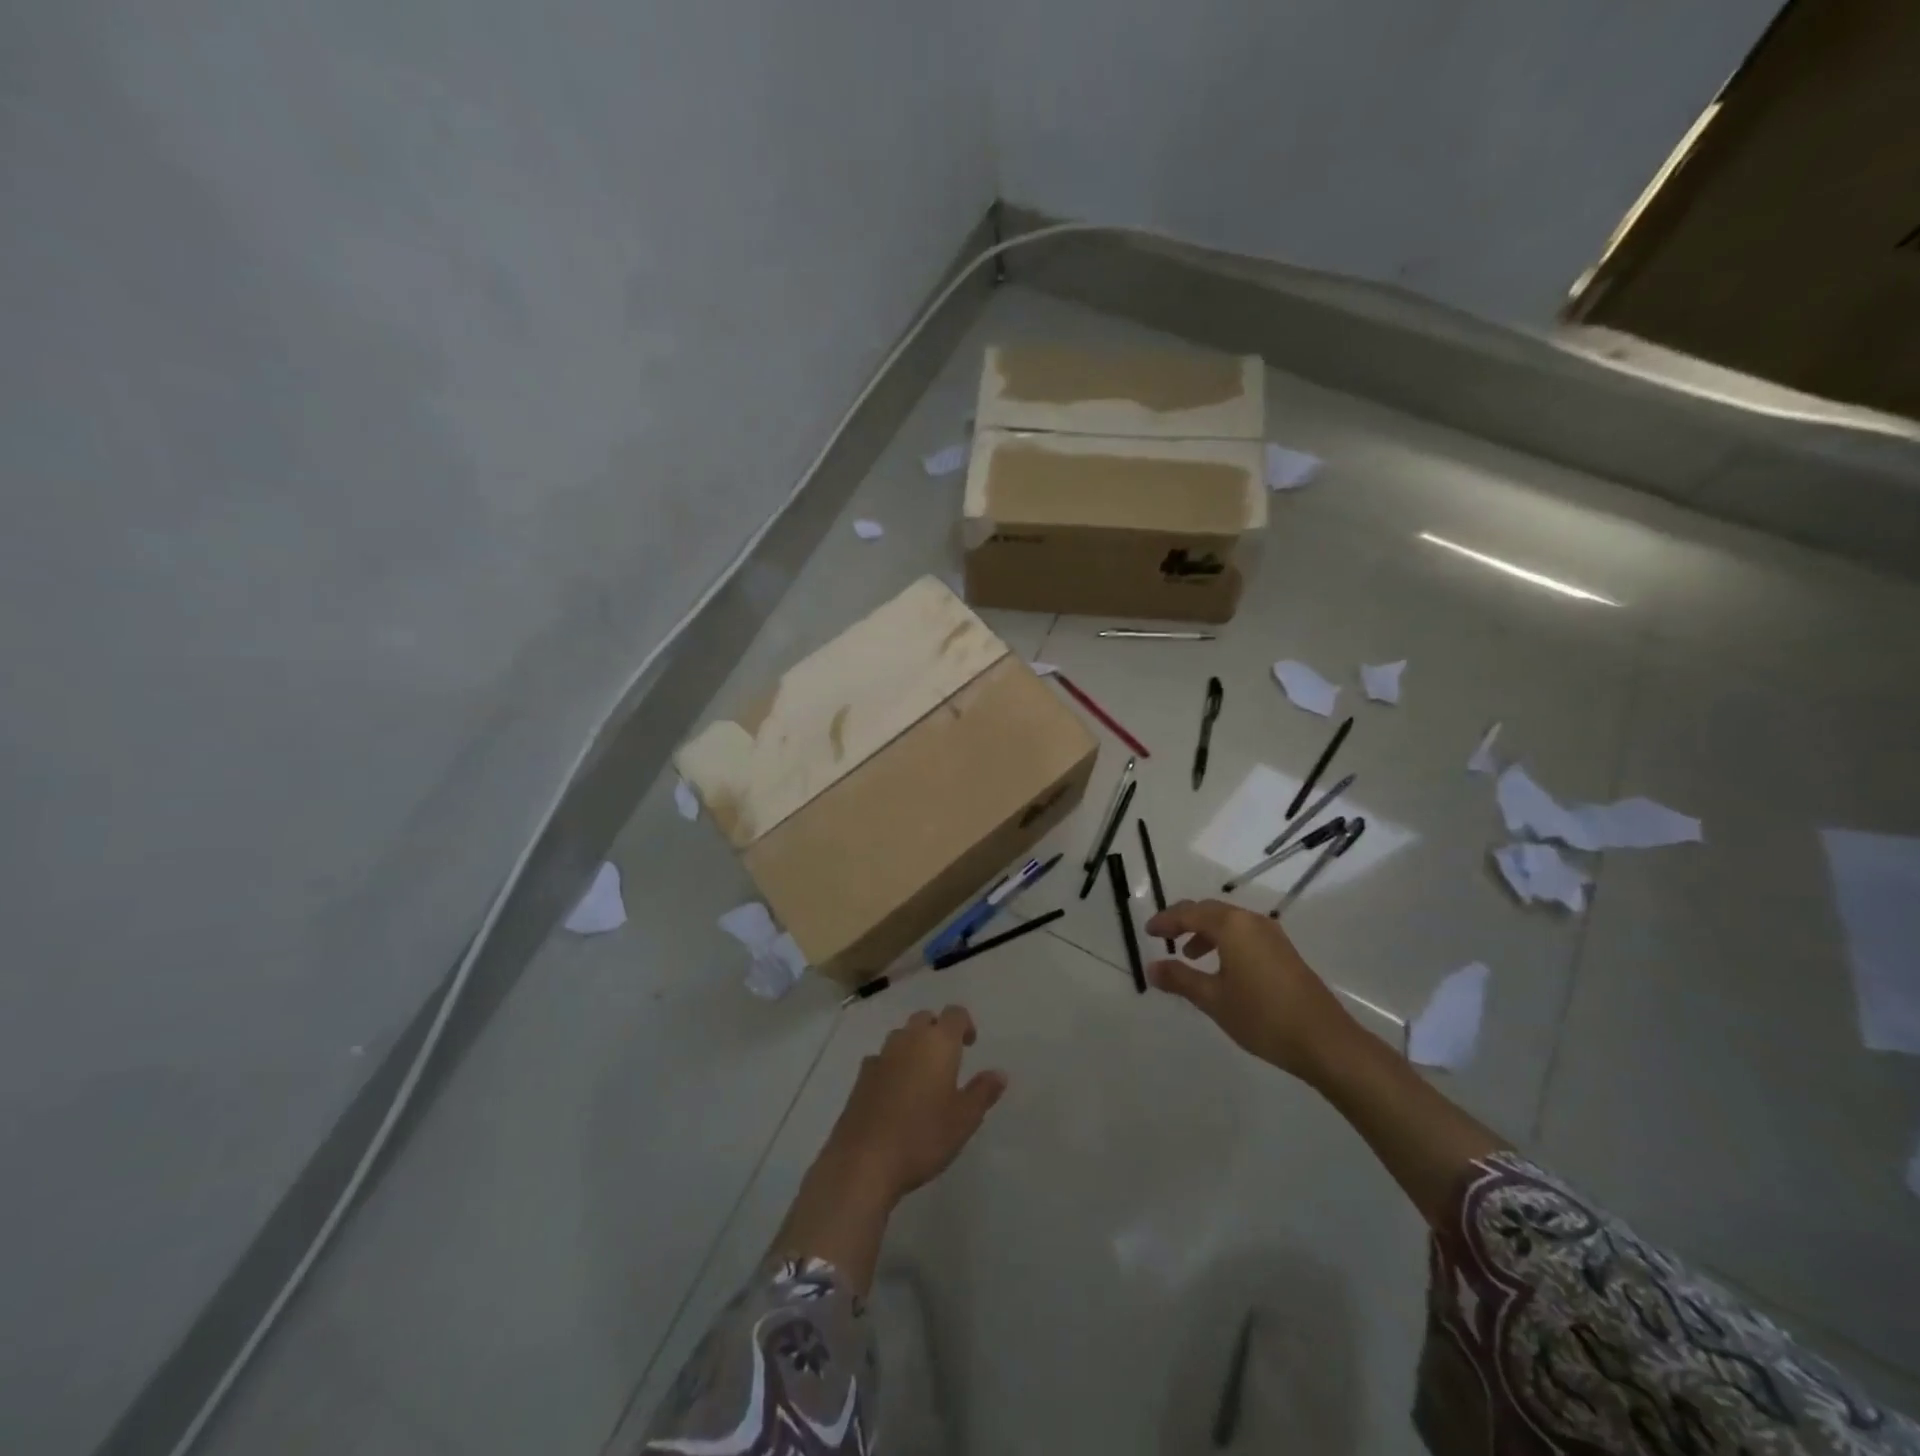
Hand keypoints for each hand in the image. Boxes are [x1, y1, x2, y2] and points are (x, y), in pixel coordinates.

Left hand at [817, 1006, 1007, 1207]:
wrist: (864, 1160)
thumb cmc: (923, 1136)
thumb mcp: (964, 1119)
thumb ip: (983, 1092)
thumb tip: (999, 1073)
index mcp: (938, 1043)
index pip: (954, 1014)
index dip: (965, 1024)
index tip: (970, 1045)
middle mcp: (908, 1039)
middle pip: (925, 1019)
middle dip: (937, 1030)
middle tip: (947, 1059)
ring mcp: (881, 1055)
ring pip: (901, 1036)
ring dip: (913, 1046)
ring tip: (922, 1076)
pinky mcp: (861, 1076)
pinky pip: (881, 1058)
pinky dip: (892, 1065)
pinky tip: (895, 1092)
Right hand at [1145, 899, 1360, 1085]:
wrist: (1325, 1041)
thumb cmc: (1262, 1016)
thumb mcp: (1213, 999)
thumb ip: (1180, 979)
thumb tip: (1152, 967)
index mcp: (1232, 926)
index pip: (1189, 913)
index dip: (1165, 921)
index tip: (1147, 933)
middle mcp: (1252, 922)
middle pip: (1210, 911)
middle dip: (1184, 922)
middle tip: (1164, 938)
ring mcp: (1272, 936)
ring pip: (1229, 923)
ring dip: (1206, 933)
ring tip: (1190, 956)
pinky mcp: (1284, 953)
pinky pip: (1245, 935)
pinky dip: (1225, 942)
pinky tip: (1221, 969)